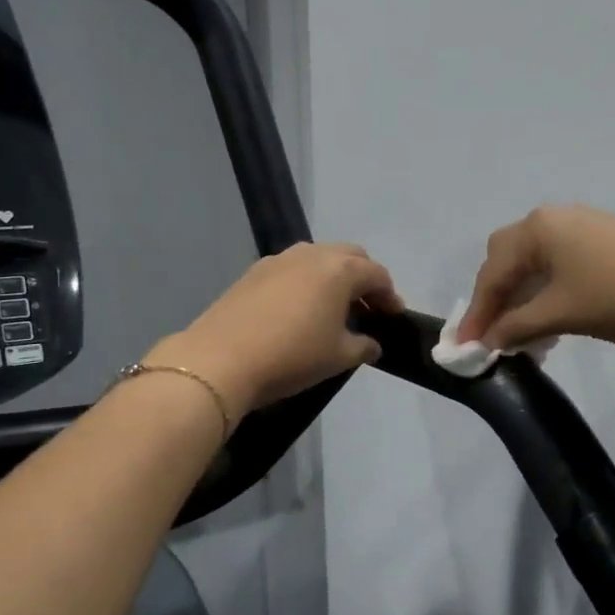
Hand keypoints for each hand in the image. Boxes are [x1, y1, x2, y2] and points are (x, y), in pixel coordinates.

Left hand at [151, 243, 404, 419]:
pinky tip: (300, 311)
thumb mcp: (339, 357)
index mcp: (340, 269)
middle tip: (367, 308)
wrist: (221, 360)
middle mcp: (311, 254)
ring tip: (334, 309)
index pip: (377, 274)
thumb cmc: (293, 356)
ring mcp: (279, 260)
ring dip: (333, 278)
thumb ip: (363, 346)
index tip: (394, 317)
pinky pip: (292, 270)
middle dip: (363, 279)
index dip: (390, 296)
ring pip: (318, 259)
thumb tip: (372, 344)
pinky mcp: (253, 272)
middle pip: (350, 257)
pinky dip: (306, 283)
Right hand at [456, 205, 614, 351]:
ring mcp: (580, 229)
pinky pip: (557, 267)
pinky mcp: (602, 243)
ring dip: (521, 300)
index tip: (464, 348)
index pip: (492, 273)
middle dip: (496, 299)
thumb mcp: (559, 314)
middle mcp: (553, 220)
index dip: (477, 313)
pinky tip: (549, 323)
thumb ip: (516, 326)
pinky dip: (545, 294)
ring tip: (521, 339)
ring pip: (534, 265)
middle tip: (491, 335)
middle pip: (507, 260)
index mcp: (537, 228)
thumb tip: (488, 341)